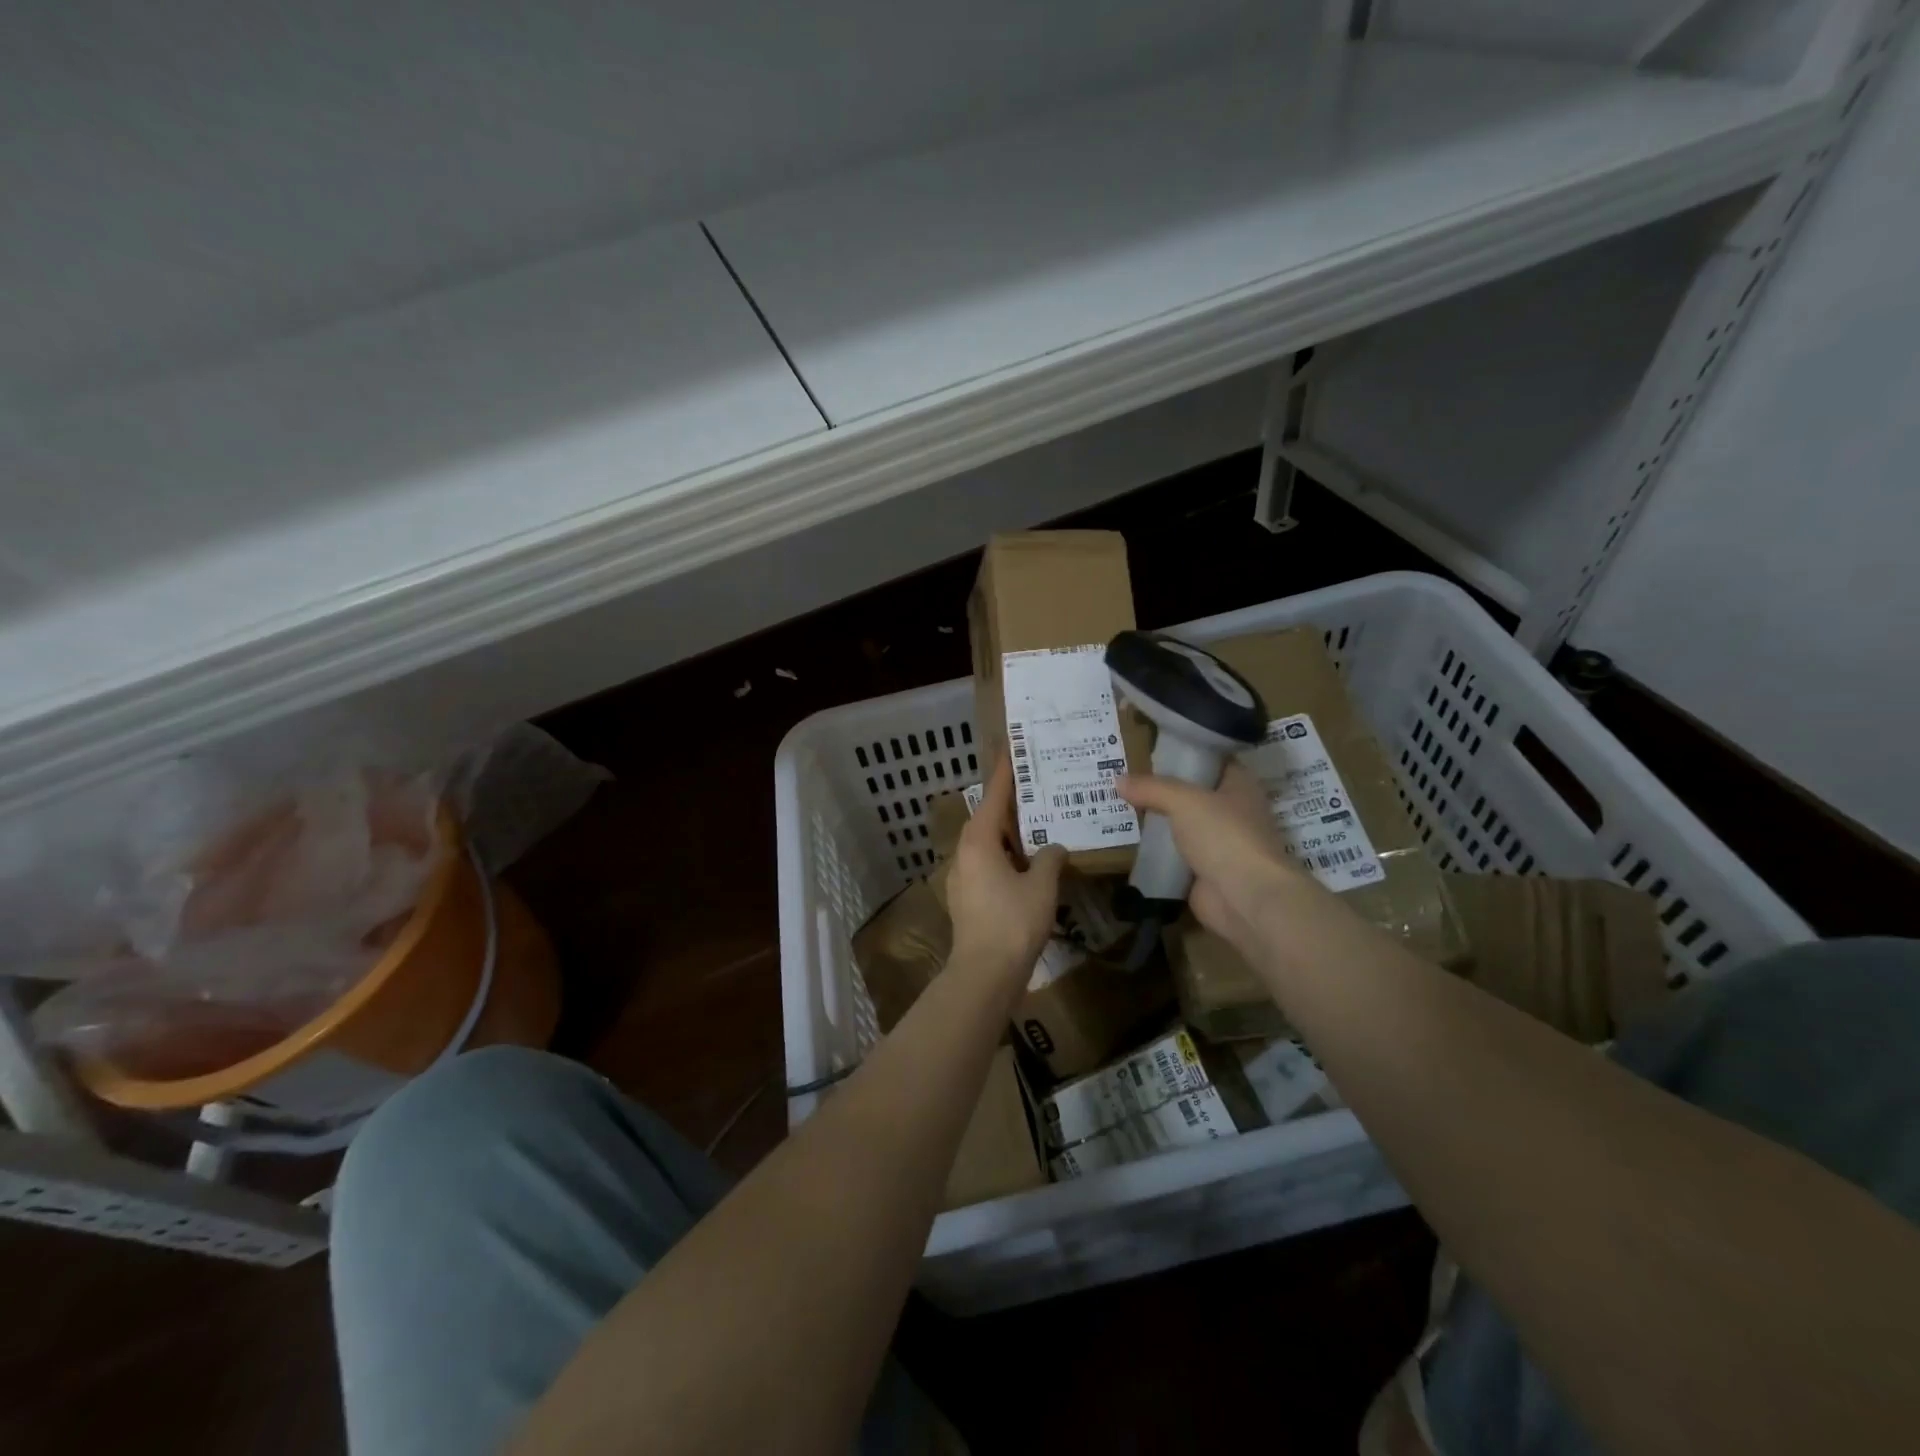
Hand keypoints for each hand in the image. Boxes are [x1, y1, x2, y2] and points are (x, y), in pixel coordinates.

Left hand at [946, 757, 1066, 986]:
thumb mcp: (1041, 885)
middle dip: (1011, 803)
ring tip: (1038, 823)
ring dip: (1010, 833)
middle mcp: (965, 852)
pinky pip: (988, 864)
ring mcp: (963, 877)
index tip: (1012, 748)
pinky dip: (1007, 856)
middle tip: (1036, 787)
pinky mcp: (967, 898)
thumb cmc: (1014, 921)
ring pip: (988, 843)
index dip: (1006, 771)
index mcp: (979, 840)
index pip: (994, 795)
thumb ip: (1050, 858)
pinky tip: (1029, 863)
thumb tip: (1056, 848)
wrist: (985, 972)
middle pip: (988, 818)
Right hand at [1117, 762, 1322, 954]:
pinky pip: (1173, 854)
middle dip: (1161, 787)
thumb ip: (1152, 788)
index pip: (1211, 759)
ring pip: (1181, 824)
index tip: (1150, 747)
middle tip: (1124, 775)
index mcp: (1239, 786)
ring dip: (1155, 820)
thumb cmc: (1224, 835)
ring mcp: (1218, 844)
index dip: (1184, 752)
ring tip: (1117, 804)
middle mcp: (1232, 811)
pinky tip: (1127, 839)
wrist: (1245, 898)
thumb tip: (1118, 780)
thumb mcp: (1184, 801)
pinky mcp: (1203, 871)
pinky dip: (1154, 850)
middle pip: (1192, 793)